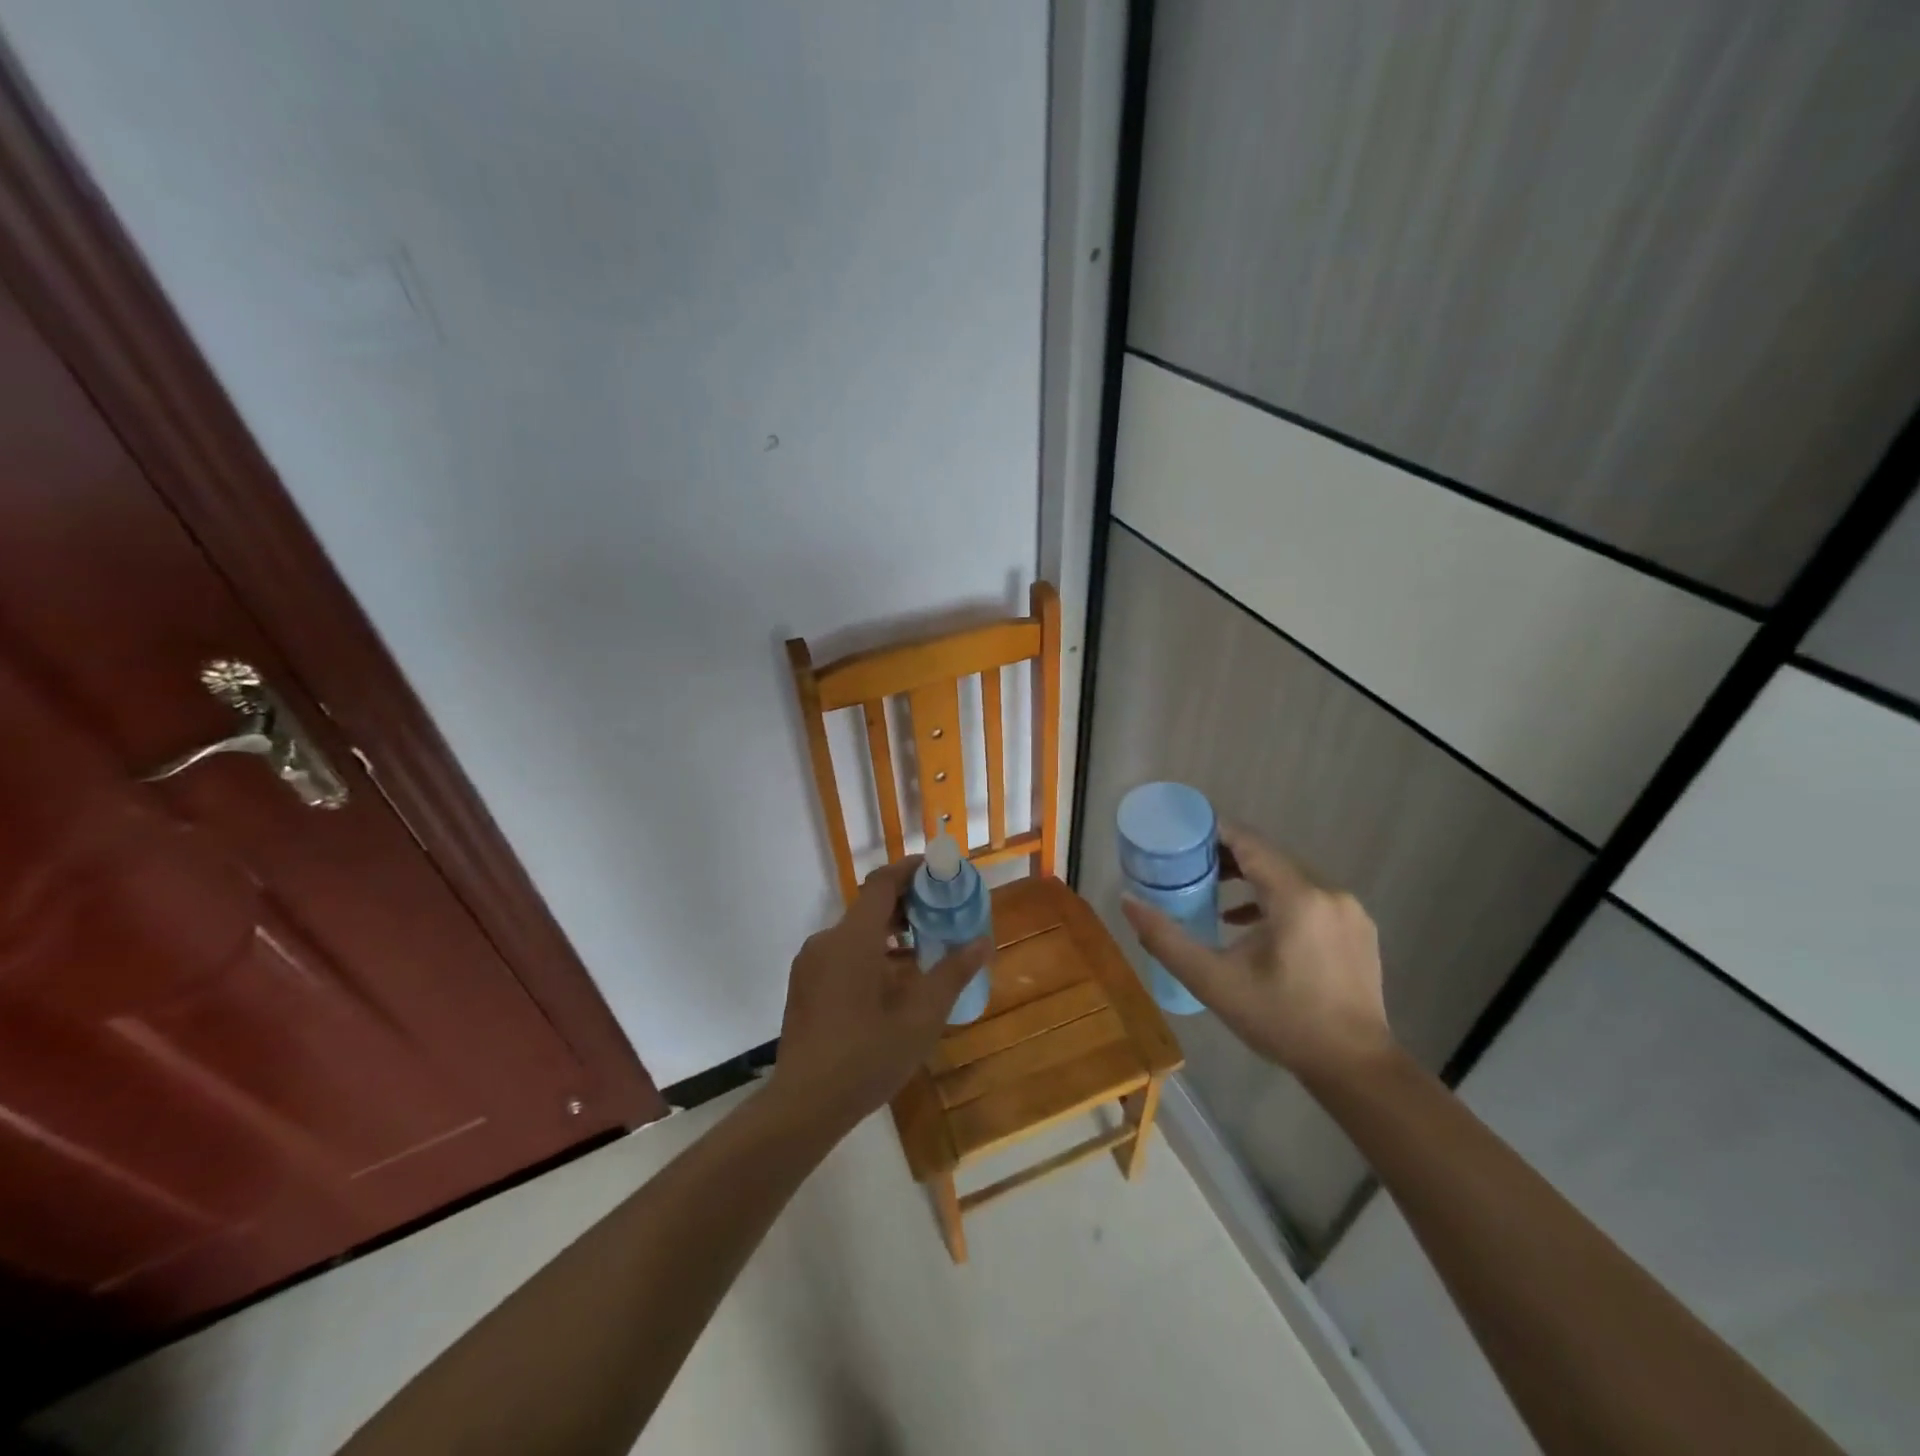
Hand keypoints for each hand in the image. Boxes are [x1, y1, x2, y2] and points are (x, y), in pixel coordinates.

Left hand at [771, 856, 990, 1132]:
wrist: (804, 1104)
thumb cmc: (867, 1056)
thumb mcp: (921, 1017)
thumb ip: (952, 973)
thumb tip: (983, 941)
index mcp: (853, 938)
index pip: (883, 883)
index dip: (911, 870)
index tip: (940, 872)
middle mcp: (827, 941)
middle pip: (870, 906)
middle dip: (907, 905)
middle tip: (942, 914)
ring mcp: (811, 964)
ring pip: (855, 932)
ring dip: (889, 932)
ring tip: (923, 950)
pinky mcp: (804, 985)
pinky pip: (841, 953)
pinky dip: (869, 953)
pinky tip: (892, 983)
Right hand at [1121, 824, 1392, 1085]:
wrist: (1355, 1068)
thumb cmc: (1281, 1021)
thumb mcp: (1213, 981)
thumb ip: (1166, 938)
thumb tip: (1128, 901)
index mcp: (1297, 897)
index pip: (1249, 842)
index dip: (1213, 833)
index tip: (1181, 837)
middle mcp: (1329, 892)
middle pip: (1269, 856)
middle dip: (1228, 857)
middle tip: (1189, 868)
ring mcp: (1349, 910)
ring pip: (1290, 877)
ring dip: (1252, 879)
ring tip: (1214, 895)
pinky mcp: (1358, 929)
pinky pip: (1310, 897)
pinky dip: (1277, 900)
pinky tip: (1251, 925)